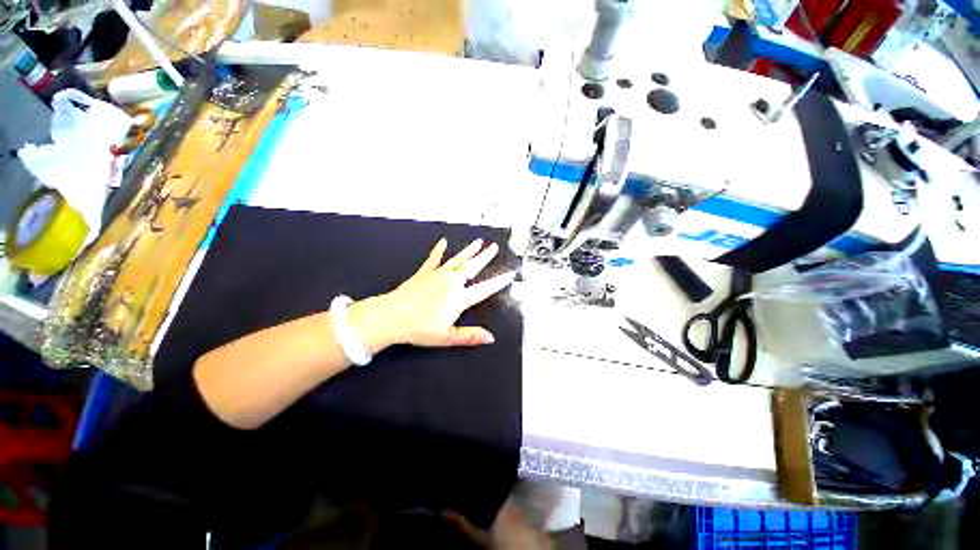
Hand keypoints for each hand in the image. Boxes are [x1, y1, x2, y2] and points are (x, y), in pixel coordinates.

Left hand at [349, 238, 516, 352]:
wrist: (391, 317)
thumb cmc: (419, 329)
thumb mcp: (446, 337)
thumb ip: (469, 336)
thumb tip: (491, 337)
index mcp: (459, 298)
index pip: (484, 288)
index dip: (499, 282)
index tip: (510, 273)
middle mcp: (451, 282)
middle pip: (472, 267)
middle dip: (485, 257)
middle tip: (494, 247)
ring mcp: (437, 275)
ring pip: (457, 259)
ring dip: (469, 250)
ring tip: (479, 241)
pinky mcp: (424, 273)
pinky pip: (434, 259)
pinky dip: (439, 250)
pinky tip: (443, 242)